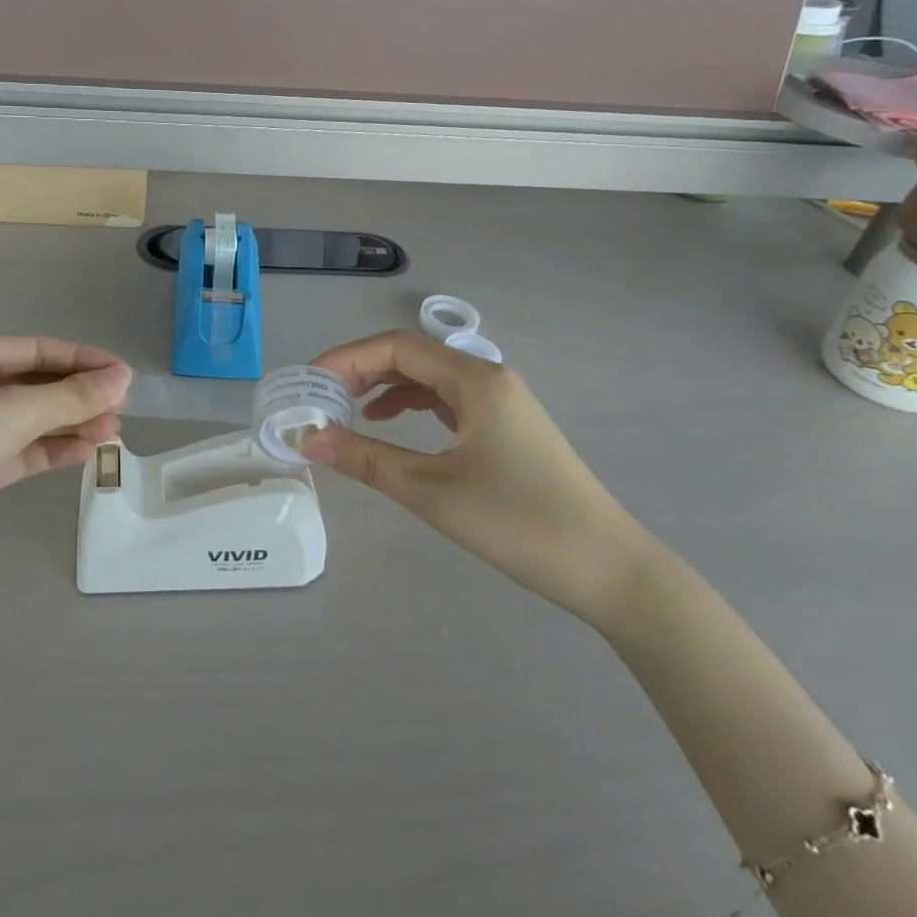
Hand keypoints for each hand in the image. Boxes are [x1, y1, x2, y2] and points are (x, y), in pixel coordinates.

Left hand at [0, 337, 131, 570]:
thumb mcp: (15, 411)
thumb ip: (73, 396)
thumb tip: (124, 377)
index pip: (40, 349)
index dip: (84, 360)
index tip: (124, 376)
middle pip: (36, 385)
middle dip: (79, 397)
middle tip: (122, 411)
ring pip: (29, 421)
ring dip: (70, 426)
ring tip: (112, 435)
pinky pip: (18, 451)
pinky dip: (50, 451)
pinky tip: (84, 454)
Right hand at [301, 331, 653, 623]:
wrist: (608, 569)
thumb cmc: (518, 523)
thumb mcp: (432, 491)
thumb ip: (366, 460)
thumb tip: (309, 440)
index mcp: (474, 380)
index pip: (395, 347)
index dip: (345, 359)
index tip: (308, 384)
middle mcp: (488, 377)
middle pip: (410, 356)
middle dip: (359, 371)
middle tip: (319, 399)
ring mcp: (501, 400)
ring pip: (428, 376)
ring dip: (383, 387)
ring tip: (345, 411)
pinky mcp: (505, 424)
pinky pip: (446, 398)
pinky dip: (411, 404)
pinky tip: (389, 425)